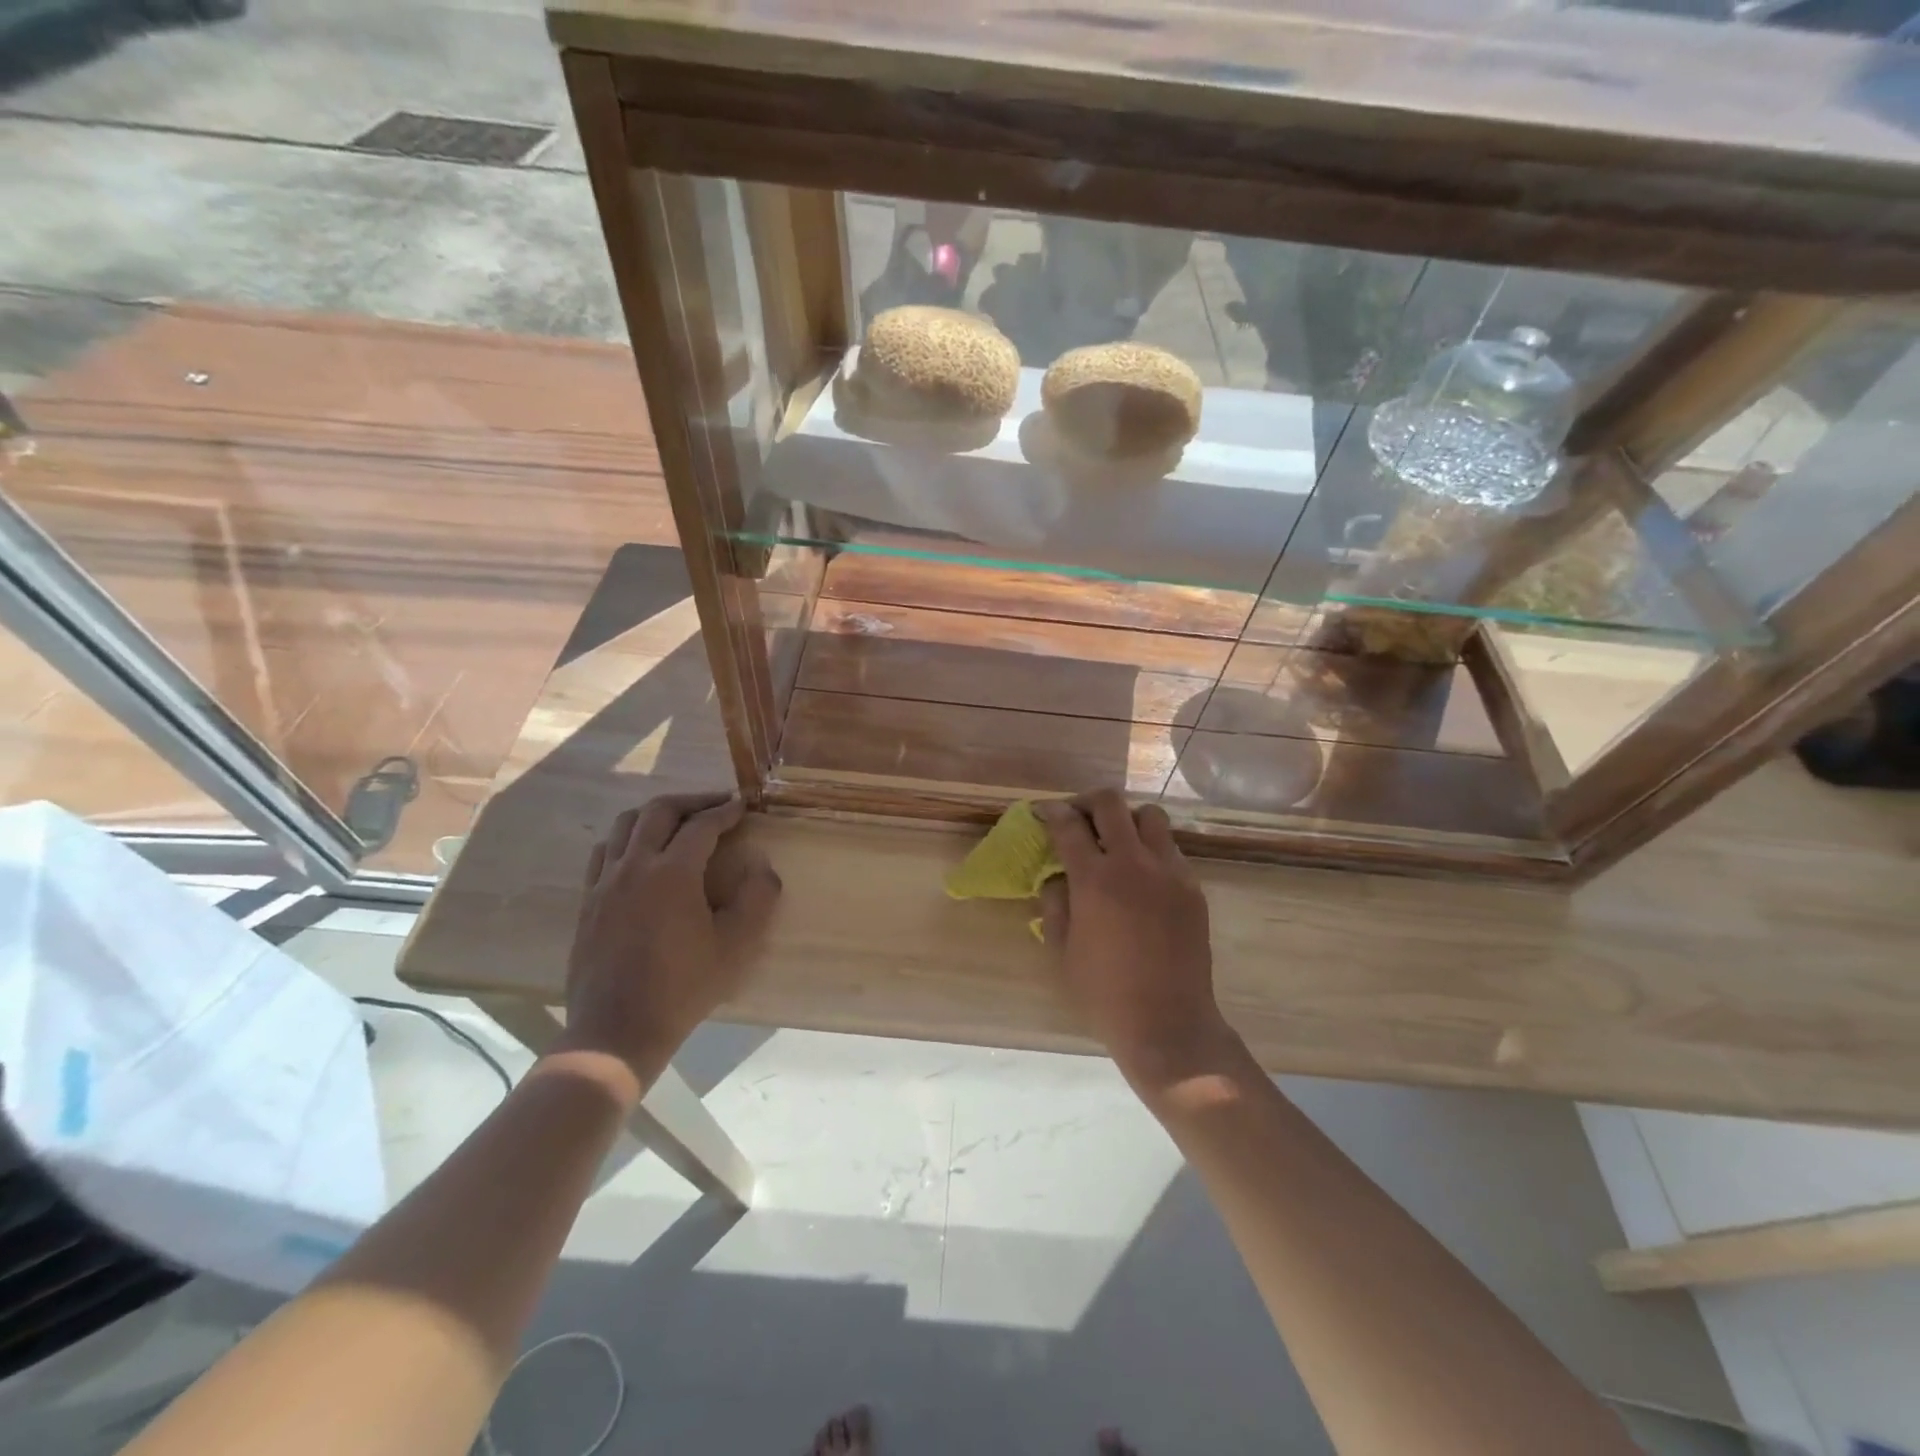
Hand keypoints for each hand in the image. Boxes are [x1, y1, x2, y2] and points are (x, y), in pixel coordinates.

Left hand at [561, 793, 781, 1084]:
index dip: (726, 811)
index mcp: (672, 873)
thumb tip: (762, 866)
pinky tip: (640, 853)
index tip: (743, 806)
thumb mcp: (736, 946)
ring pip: (626, 824)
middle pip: (659, 811)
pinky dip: (627, 838)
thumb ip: (757, 898)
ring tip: (679, 822)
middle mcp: (635, 866)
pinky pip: (604, 851)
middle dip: (692, 801)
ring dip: (656, 814)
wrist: (617, 1030)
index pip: (702, 825)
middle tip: (716, 805)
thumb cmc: (683, 988)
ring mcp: (605, 882)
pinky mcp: (588, 900)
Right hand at [1035, 791, 1235, 1088]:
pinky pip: (1169, 849)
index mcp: (1095, 880)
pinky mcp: (1192, 887)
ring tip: (1115, 842)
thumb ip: (1055, 903)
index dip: (1052, 812)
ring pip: (1149, 816)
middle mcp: (1134, 864)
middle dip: (1087, 802)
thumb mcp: (1061, 950)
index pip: (1069, 825)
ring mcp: (1170, 872)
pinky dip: (1150, 848)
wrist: (1168, 1024)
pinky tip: (1140, 877)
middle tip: (1077, 817)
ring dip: (1126, 820)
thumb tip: (1059, 877)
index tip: (1044, 812)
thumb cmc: (1104, 993)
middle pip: (1111, 803)